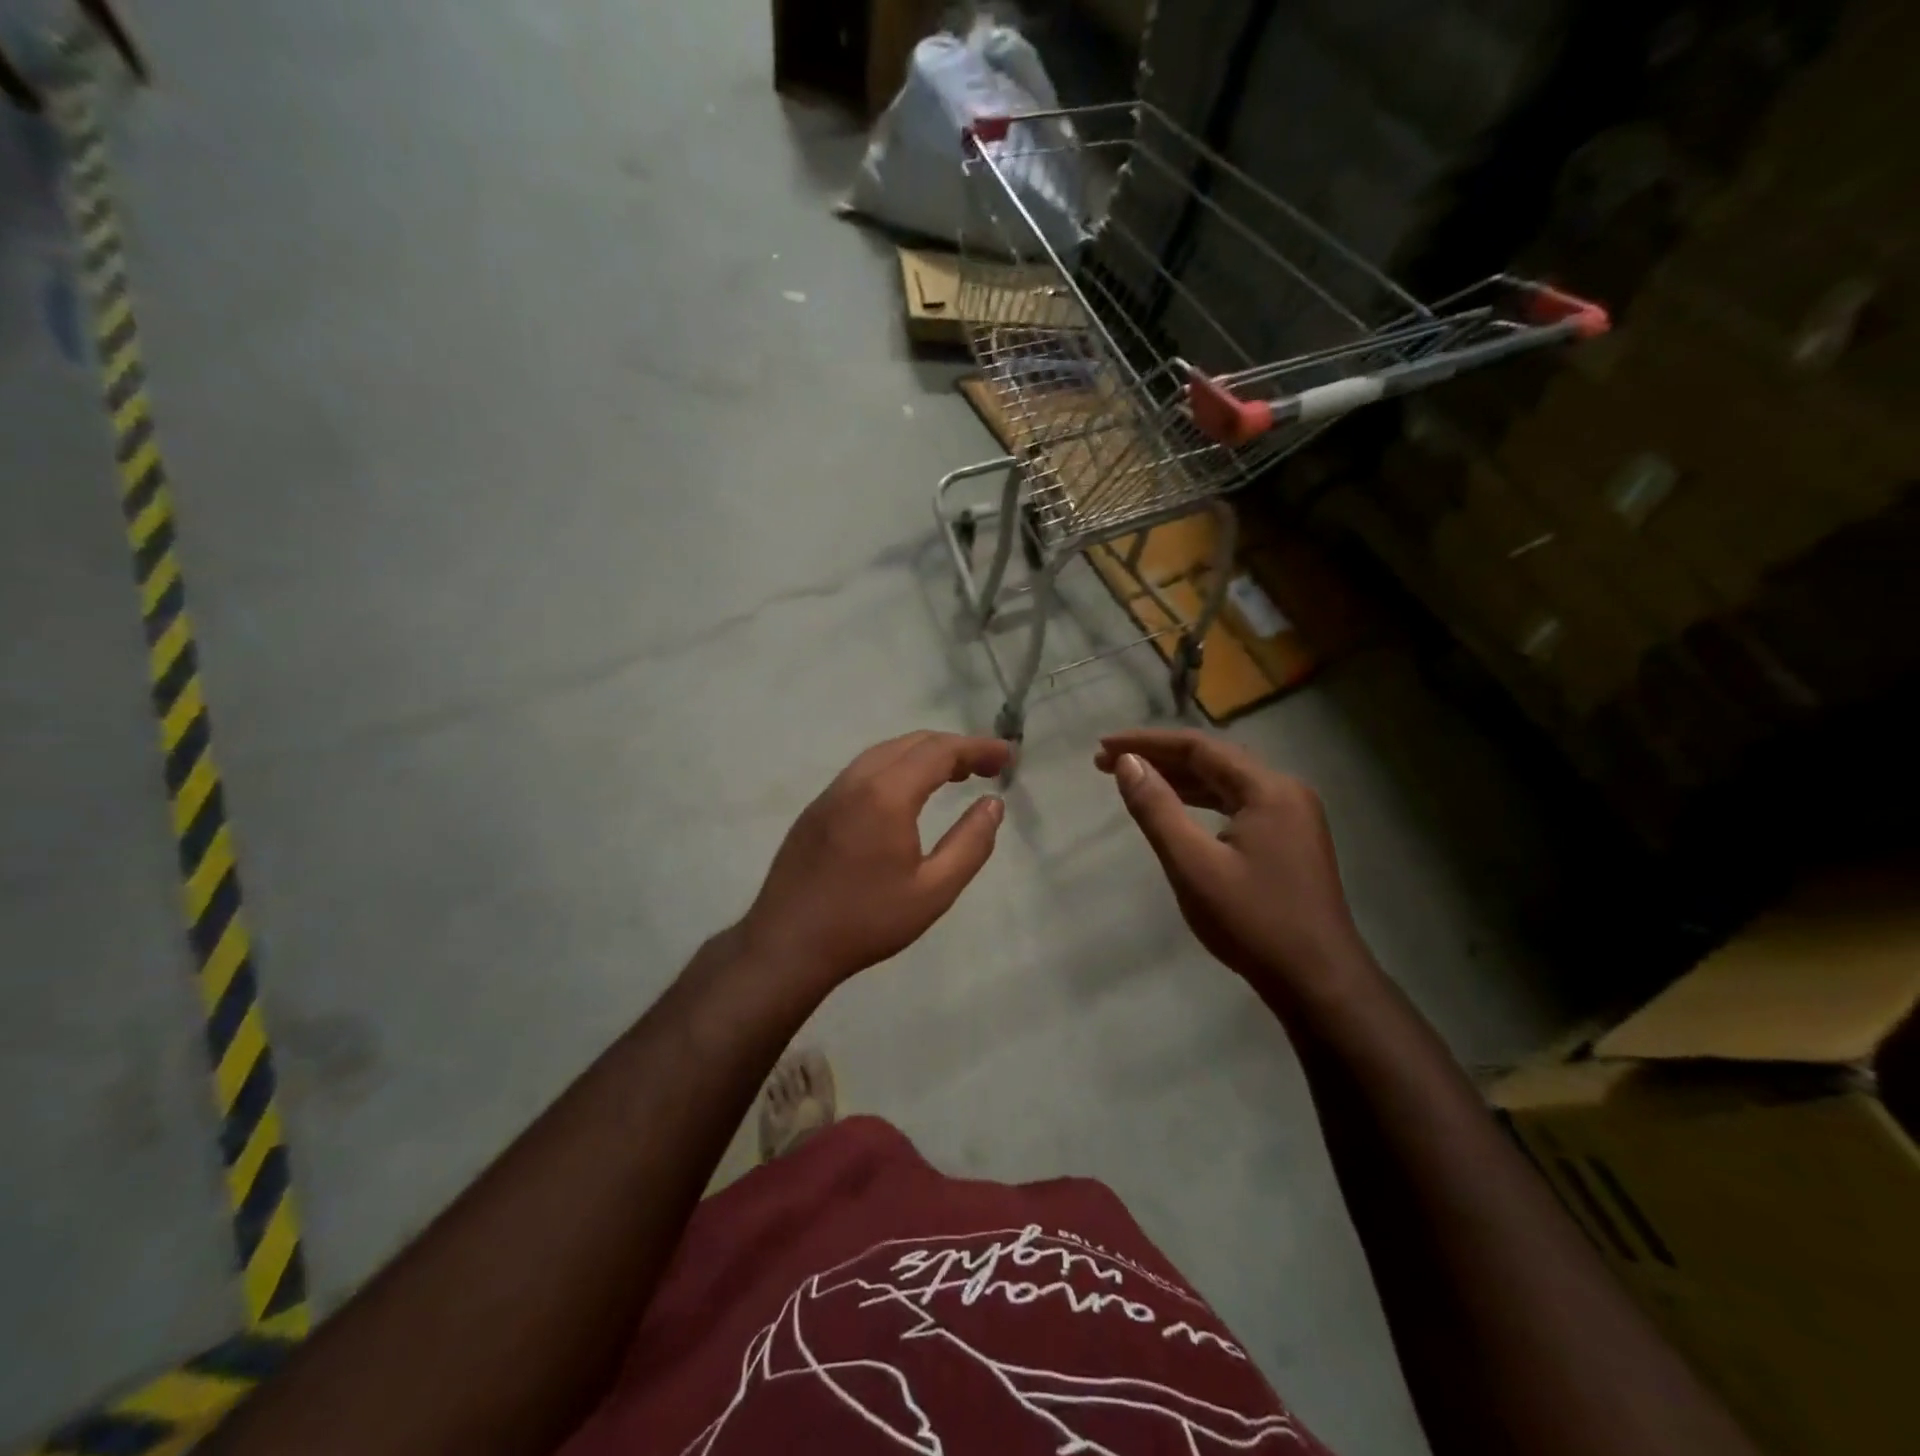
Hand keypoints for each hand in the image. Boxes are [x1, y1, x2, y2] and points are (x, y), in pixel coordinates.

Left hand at [741, 731, 1010, 989]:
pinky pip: (864, 770)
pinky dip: (897, 767)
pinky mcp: (816, 808)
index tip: (1007, 755)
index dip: (977, 748)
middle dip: (954, 747)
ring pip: (884, 753)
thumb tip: (992, 803)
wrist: (787, 944)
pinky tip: (907, 793)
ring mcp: (831, 792)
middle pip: (912, 743)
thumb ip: (970, 843)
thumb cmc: (866, 921)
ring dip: (924, 754)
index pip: (940, 751)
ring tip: (954, 774)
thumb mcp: (934, 891)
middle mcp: (857, 780)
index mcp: (887, 794)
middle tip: (986, 766)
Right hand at [1096, 729, 1370, 1006]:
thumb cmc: (1253, 921)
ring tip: (1133, 779)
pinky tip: (1177, 809)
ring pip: (1226, 784)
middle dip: (1159, 759)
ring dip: (1179, 780)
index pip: (1198, 748)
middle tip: (1108, 763)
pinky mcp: (1290, 841)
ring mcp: (1292, 817)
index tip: (1103, 748)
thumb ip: (1157, 809)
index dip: (1147, 743)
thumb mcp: (1193, 865)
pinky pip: (1238, 806)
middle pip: (1213, 761)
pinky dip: (1202, 802)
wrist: (1319, 982)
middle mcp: (1285, 792)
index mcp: (1268, 789)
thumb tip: (1127, 764)